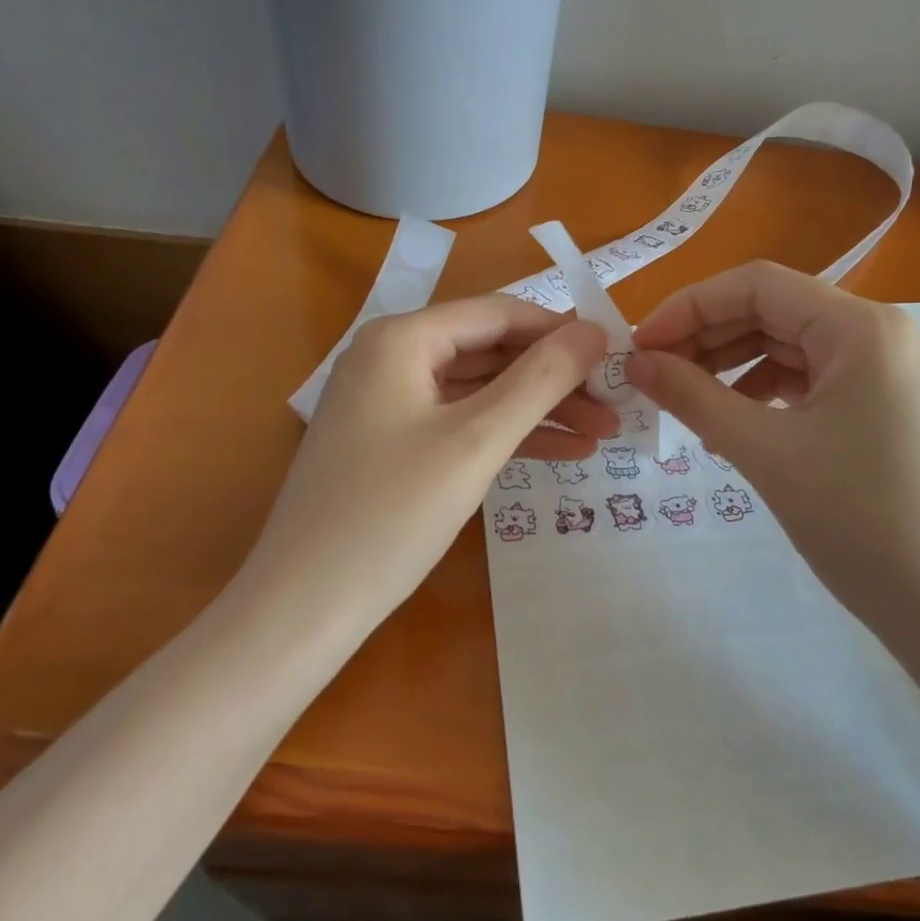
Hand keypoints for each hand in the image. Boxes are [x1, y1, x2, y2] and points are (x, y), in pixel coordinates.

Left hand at [250, 296, 612, 625]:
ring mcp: (388, 402)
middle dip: (554, 379)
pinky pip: (461, 423)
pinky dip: (507, 436)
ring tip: (602, 434)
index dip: (559, 331)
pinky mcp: (391, 443)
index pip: (498, 314)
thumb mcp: (476, 441)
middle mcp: (391, 357)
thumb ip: (540, 380)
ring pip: (480, 391)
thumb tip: (594, 332)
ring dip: (539, 411)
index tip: (615, 356)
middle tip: (615, 405)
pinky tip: (561, 454)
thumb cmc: (392, 514)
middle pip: (490, 351)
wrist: (304, 606)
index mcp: (402, 338)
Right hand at [627, 261, 919, 647]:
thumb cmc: (858, 520)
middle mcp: (878, 334)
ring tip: (685, 403)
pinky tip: (730, 427)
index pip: (757, 285)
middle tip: (652, 375)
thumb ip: (693, 397)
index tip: (640, 346)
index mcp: (860, 327)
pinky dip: (762, 395)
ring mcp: (884, 372)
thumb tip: (636, 362)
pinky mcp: (882, 408)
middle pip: (773, 312)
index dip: (689, 307)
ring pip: (788, 347)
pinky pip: (808, 382)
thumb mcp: (764, 452)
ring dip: (730, 367)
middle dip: (706, 338)